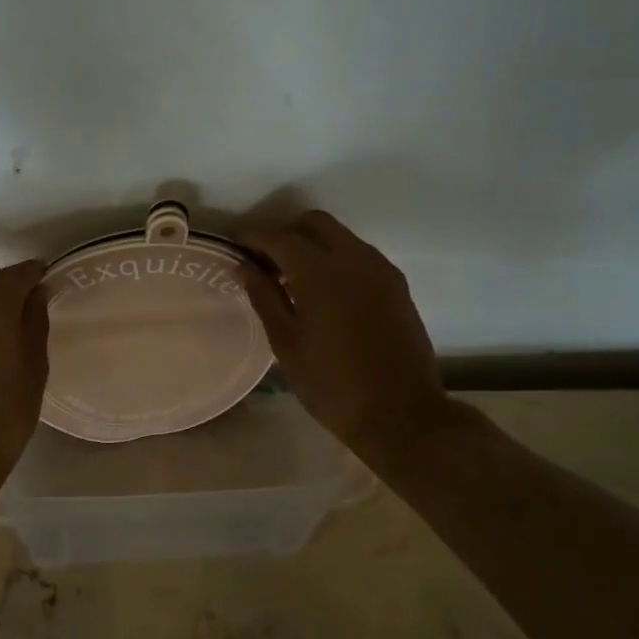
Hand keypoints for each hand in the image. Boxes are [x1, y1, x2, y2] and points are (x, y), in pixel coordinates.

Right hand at [239, 211, 449, 454]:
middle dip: (288, 233)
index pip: (279, 237)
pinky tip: (328, 293)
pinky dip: (338, 260)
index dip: (254, 236)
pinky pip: (361, 256)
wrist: (402, 415)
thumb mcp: (286, 344)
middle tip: (268, 261)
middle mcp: (353, 259)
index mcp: (320, 273)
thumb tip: (244, 267)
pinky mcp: (397, 285)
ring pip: (341, 236)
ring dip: (315, 245)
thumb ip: (264, 297)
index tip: (237, 243)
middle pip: (315, 223)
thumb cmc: (332, 384)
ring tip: (296, 279)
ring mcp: (381, 270)